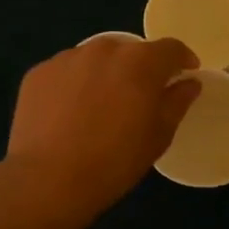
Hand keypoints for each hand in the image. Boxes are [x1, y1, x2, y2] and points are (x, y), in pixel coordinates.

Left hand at [4, 35, 200, 218]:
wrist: (48, 180)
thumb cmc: (116, 158)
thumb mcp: (160, 134)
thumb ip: (178, 101)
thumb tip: (189, 82)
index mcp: (141, 61)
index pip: (171, 48)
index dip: (183, 60)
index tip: (186, 75)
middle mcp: (105, 49)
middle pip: (132, 51)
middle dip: (141, 68)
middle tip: (141, 97)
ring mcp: (67, 58)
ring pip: (98, 58)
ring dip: (107, 73)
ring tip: (103, 104)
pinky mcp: (39, 73)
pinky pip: (68, 71)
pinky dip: (77, 83)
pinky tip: (73, 112)